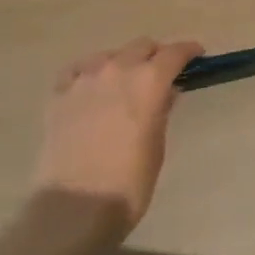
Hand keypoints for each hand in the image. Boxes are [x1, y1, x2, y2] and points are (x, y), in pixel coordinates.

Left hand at [32, 37, 199, 235]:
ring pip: (109, 54)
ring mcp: (85, 78)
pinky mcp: (59, 93)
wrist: (73, 209)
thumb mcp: (156, 148)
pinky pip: (78, 69)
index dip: (188, 51)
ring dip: (123, 62)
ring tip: (124, 82)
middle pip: (141, 46)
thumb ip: (161, 112)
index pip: (174, 52)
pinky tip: (91, 85)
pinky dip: (90, 72)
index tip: (196, 54)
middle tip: (160, 72)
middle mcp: (118, 69)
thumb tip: (166, 92)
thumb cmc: (128, 185)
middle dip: (155, 55)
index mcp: (149, 82)